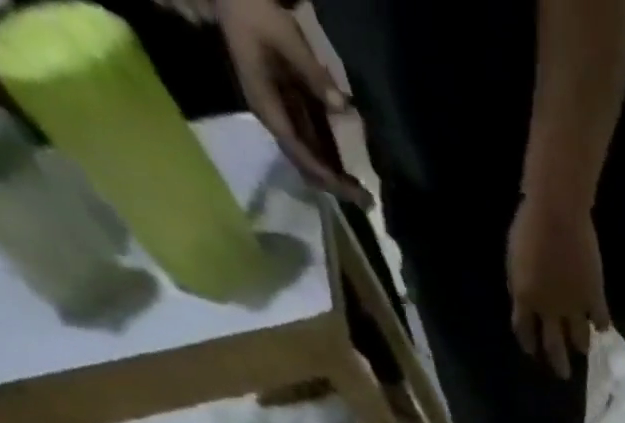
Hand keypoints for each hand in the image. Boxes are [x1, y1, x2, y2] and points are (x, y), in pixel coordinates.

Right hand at [217, 0, 368, 205]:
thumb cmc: (256, 14)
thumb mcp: (286, 40)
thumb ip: (314, 74)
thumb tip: (343, 106)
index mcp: (266, 105)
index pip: (298, 151)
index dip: (326, 174)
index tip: (351, 190)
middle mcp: (274, 118)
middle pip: (306, 163)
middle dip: (335, 185)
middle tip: (367, 202)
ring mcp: (282, 116)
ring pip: (310, 159)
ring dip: (336, 179)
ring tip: (365, 196)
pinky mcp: (291, 112)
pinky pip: (313, 145)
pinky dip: (333, 163)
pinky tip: (353, 177)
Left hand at [507, 194, 610, 380]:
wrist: (557, 215)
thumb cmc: (529, 228)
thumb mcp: (514, 259)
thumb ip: (521, 285)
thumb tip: (527, 301)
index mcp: (525, 298)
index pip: (524, 330)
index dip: (528, 342)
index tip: (531, 351)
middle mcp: (550, 310)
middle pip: (553, 345)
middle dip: (558, 362)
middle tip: (563, 375)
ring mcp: (574, 306)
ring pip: (579, 338)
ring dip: (581, 346)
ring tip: (584, 351)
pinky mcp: (594, 298)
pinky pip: (600, 320)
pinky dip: (601, 325)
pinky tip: (602, 328)